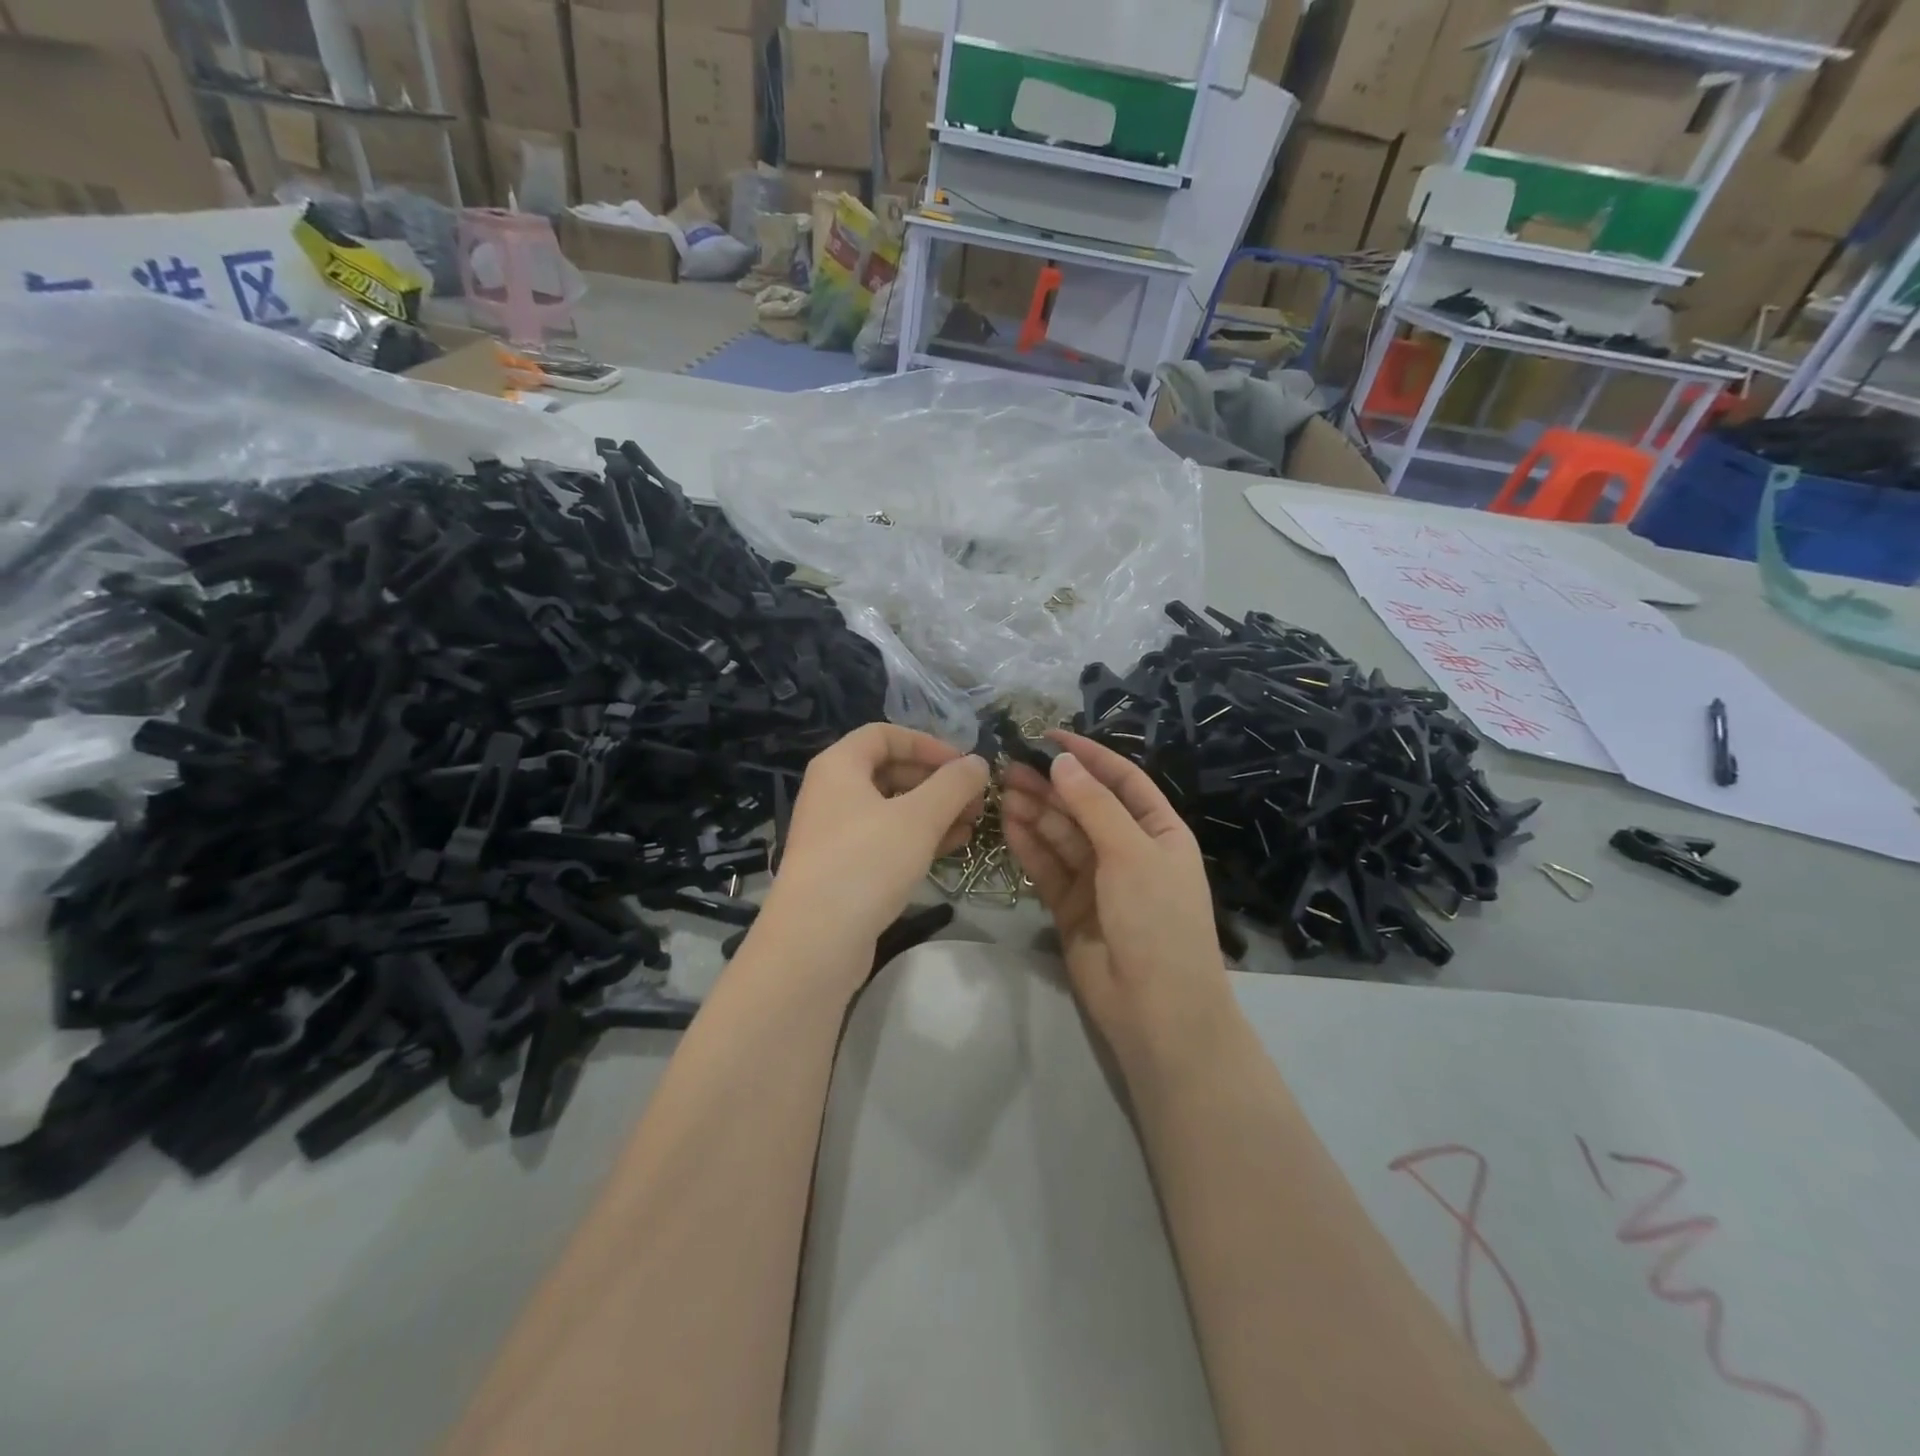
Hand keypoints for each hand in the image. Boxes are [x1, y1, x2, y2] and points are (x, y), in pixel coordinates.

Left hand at [754, 724, 988, 983]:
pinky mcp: (843, 869)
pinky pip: (885, 840)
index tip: (962, 764)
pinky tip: (951, 848)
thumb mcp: (919, 817)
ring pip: (891, 809)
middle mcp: (831, 793)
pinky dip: (917, 838)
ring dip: (933, 812)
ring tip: (972, 824)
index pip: (885, 734)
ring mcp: (835, 833)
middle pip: (890, 771)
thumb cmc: (866, 862)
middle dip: (936, 782)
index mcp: (839, 766)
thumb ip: (954, 784)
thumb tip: (978, 762)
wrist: (815, 941)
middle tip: (974, 799)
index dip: (927, 743)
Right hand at [1002, 733, 1238, 1085]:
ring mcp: (1098, 879)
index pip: (1121, 780)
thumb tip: (1062, 762)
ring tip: (1002, 789)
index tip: (1049, 736)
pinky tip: (1007, 823)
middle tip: (1009, 764)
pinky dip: (1029, 845)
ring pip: (1061, 835)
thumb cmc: (1156, 919)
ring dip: (1035, 811)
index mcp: (1157, 830)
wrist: (1156, 1009)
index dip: (1088, 756)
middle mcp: (1128, 849)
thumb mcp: (1131, 853)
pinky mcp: (1070, 905)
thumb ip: (1093, 806)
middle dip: (1051, 784)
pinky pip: (1047, 867)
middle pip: (1084, 806)